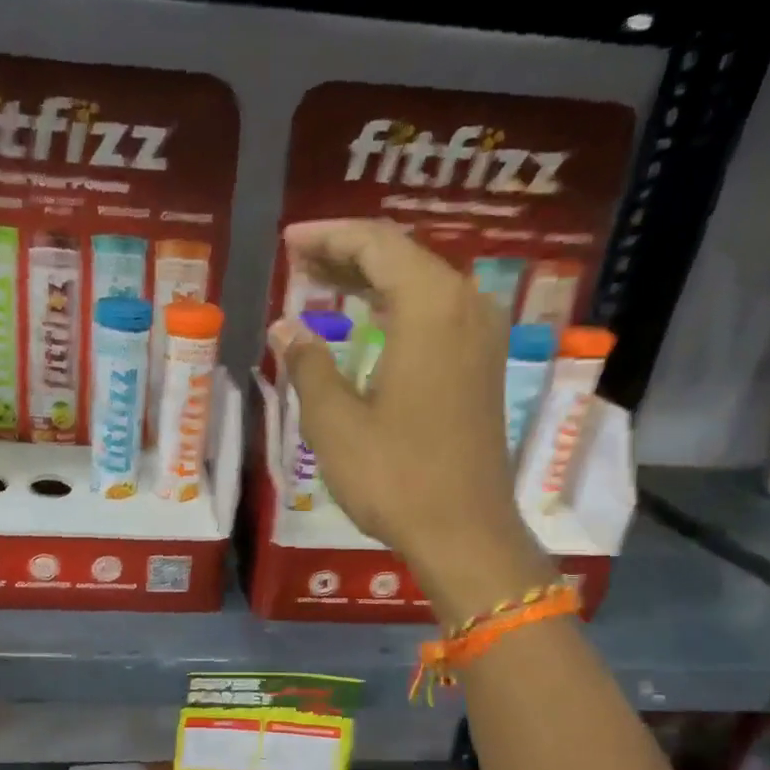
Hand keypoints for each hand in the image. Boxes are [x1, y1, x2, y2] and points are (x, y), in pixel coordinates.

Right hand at [267, 220, 524, 570]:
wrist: (463, 532)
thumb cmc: (394, 477)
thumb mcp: (334, 423)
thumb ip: (308, 364)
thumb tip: (287, 327)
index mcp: (431, 306)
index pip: (376, 244)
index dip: (328, 236)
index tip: (288, 241)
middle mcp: (466, 306)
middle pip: (403, 258)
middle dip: (348, 254)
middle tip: (298, 260)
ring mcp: (481, 337)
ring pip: (422, 285)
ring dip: (373, 282)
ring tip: (324, 285)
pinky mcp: (482, 367)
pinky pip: (436, 315)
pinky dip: (397, 309)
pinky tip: (369, 323)